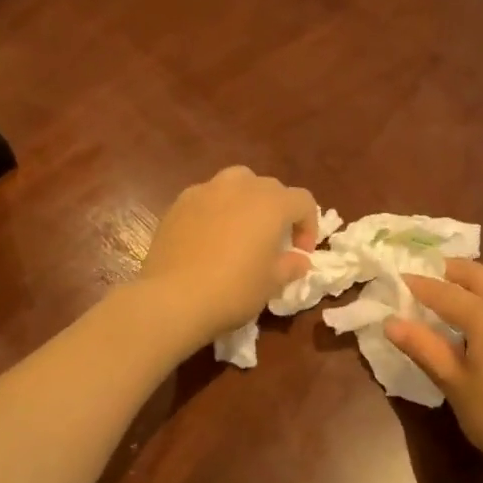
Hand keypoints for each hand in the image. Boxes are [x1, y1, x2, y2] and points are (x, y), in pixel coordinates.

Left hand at [137, 166, 318, 350]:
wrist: (173, 298)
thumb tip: (297, 259)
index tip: (300, 253)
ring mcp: (205, 191)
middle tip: (273, 241)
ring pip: (236, 183)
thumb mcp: (272, 283)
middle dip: (278, 210)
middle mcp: (240, 187)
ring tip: (241, 230)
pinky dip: (216, 210)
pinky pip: (207, 198)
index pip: (303, 201)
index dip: (308, 226)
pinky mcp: (179, 203)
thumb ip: (290, 265)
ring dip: (246, 202)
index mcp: (271, 203)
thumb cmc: (233, 290)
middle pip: (269, 187)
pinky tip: (209, 238)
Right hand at [385, 259, 482, 478]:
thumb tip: (391, 322)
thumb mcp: (454, 384)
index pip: (443, 291)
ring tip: (458, 293)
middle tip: (425, 278)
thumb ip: (423, 347)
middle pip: (477, 275)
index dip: (418, 284)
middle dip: (449, 271)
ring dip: (478, 279)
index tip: (398, 278)